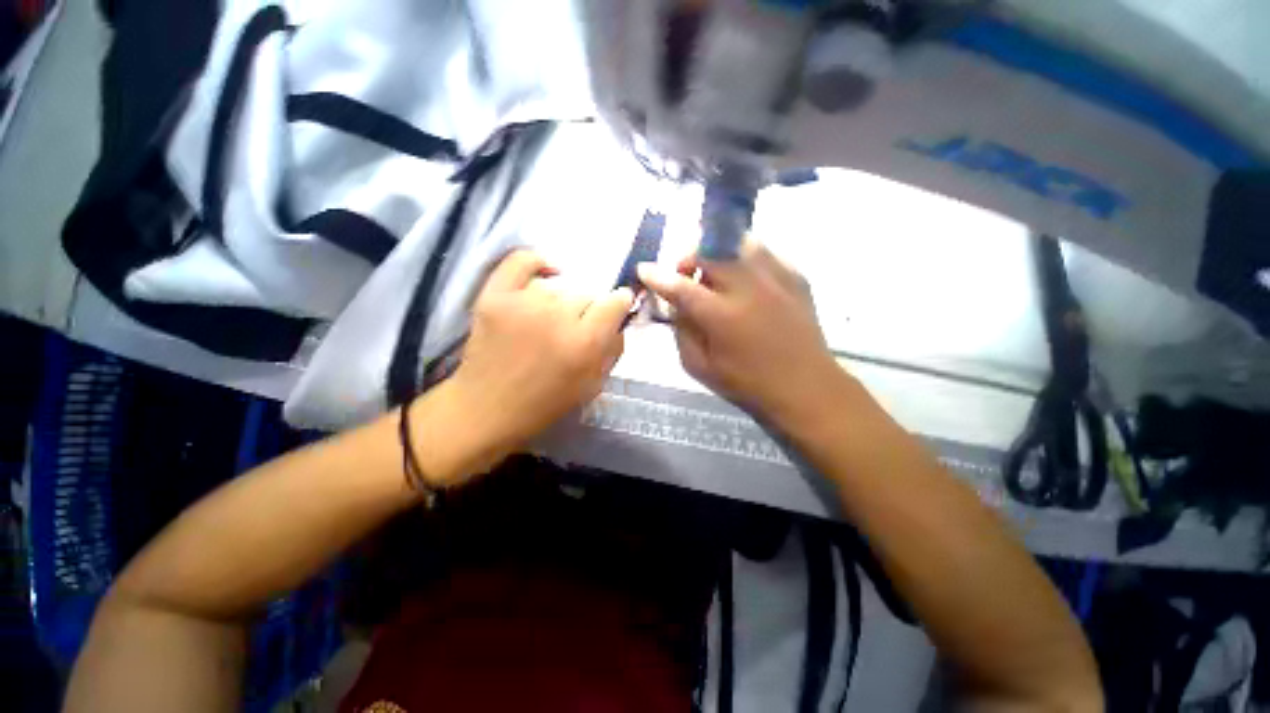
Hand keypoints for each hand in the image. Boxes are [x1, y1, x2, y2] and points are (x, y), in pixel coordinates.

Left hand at [431, 250, 632, 476]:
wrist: (486, 410)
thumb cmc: (545, 404)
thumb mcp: (592, 385)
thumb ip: (613, 349)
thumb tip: (618, 321)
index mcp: (584, 343)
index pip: (616, 302)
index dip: (619, 304)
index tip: (614, 310)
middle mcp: (557, 317)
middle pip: (586, 295)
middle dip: (586, 312)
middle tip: (573, 330)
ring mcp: (523, 303)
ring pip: (558, 288)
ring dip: (559, 303)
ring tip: (547, 321)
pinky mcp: (494, 296)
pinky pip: (521, 261)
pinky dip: (536, 263)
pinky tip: (544, 274)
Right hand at [637, 238, 843, 426]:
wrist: (806, 387)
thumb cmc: (748, 383)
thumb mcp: (700, 367)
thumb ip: (682, 332)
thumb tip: (675, 304)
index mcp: (722, 316)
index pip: (680, 286)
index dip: (657, 276)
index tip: (643, 269)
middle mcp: (749, 288)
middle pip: (709, 252)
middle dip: (688, 258)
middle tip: (684, 274)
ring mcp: (776, 278)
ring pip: (738, 242)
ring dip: (717, 253)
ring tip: (714, 272)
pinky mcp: (796, 276)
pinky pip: (764, 253)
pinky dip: (745, 259)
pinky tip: (744, 279)